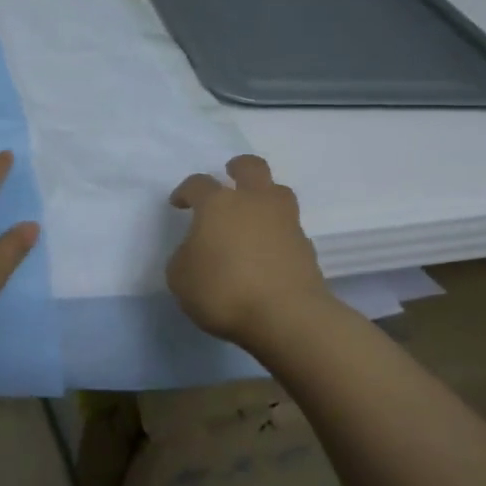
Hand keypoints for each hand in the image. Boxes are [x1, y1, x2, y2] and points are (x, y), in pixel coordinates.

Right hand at [167, 155, 333, 346]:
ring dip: (264, 197)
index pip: (198, 184)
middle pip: (252, 168)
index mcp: (218, 204)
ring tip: (252, 216)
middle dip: (238, 168)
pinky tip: (266, 252)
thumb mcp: (180, 277)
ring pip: (279, 192)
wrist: (286, 317)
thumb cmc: (223, 290)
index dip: (185, 191)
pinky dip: (276, 233)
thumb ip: (185, 256)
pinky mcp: (306, 247)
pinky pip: (289, 228)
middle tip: (229, 177)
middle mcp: (254, 203)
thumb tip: (197, 251)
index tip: (179, 204)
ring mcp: (285, 222)